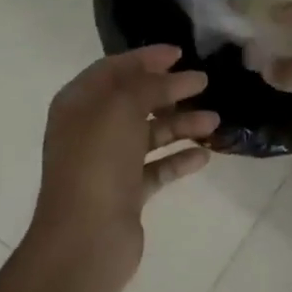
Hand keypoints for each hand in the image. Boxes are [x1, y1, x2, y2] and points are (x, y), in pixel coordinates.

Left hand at [28, 45, 216, 291]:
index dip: (146, 58)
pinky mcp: (125, 193)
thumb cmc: (98, 162)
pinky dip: (178, 159)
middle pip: (134, 100)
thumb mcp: (122, 108)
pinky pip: (155, 167)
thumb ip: (148, 85)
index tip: (180, 53)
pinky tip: (203, 155)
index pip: (113, 69)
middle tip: (204, 83)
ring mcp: (107, 163)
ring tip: (214, 121)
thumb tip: (174, 75)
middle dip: (169, 90)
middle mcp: (90, 129)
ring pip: (148, 134)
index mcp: (78, 104)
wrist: (85, 238)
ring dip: (180, 124)